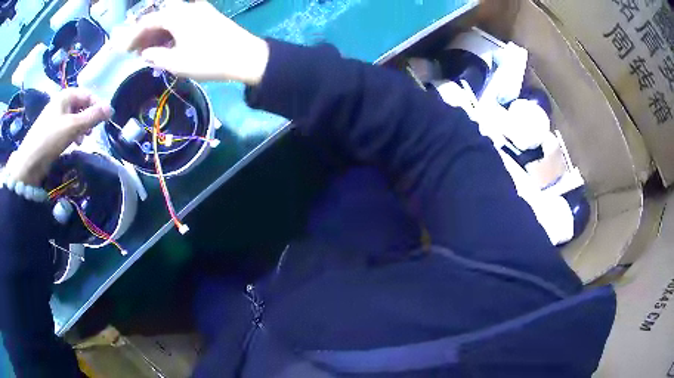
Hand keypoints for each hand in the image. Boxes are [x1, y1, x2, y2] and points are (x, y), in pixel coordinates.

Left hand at [4, 88, 112, 185]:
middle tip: (91, 133)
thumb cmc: (50, 139)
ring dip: (81, 129)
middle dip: (88, 119)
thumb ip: (92, 117)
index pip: (88, 95)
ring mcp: (55, 117)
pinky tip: (73, 144)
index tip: (103, 122)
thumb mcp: (73, 127)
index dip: (97, 106)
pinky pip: (66, 128)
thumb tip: (111, 108)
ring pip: (74, 119)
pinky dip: (72, 135)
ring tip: (82, 141)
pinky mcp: (51, 131)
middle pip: (81, 106)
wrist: (29, 163)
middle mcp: (61, 103)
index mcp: (66, 95)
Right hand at [125, 1, 269, 84]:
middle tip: (136, 52)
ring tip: (150, 51)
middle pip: (160, 18)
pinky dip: (173, 32)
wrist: (246, 56)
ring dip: (159, 33)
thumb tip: (145, 53)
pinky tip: (169, 44)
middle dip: (145, 35)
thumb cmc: (208, 59)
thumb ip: (156, 57)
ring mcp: (201, 10)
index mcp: (176, 16)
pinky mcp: (209, 16)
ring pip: (172, 19)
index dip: (134, 36)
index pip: (148, 22)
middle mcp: (187, 8)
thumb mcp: (176, 63)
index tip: (125, 50)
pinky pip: (184, 20)